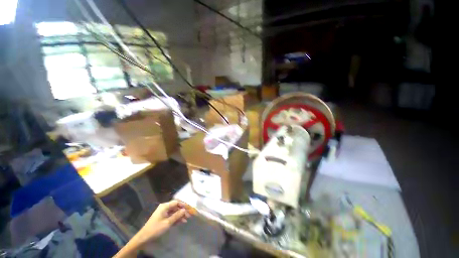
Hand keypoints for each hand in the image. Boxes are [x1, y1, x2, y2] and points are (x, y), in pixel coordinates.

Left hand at [136, 200, 190, 244]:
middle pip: (176, 206)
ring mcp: (164, 212)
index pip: (177, 202)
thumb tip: (184, 210)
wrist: (144, 237)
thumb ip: (177, 216)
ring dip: (180, 215)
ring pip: (175, 211)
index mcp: (165, 206)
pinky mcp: (163, 218)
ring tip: (186, 220)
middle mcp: (165, 207)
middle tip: (189, 215)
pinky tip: (181, 222)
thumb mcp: (167, 223)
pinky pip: (172, 216)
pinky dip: (176, 218)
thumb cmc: (156, 229)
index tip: (189, 209)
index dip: (184, 205)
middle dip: (183, 210)